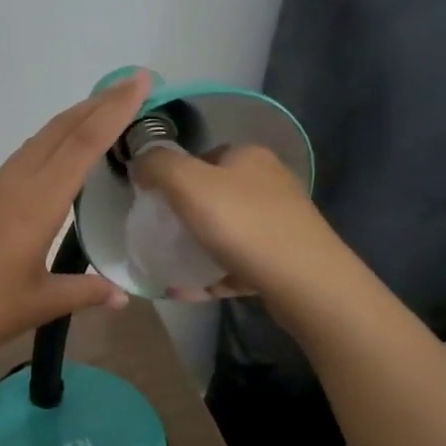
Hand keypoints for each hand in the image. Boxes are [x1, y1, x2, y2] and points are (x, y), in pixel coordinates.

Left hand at [0, 71, 150, 375]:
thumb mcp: (38, 304)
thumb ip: (83, 292)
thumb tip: (123, 296)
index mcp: (36, 203)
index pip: (82, 145)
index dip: (114, 111)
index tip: (140, 81)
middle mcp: (15, 185)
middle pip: (59, 131)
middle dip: (97, 104)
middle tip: (132, 86)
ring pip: (39, 141)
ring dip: (72, 120)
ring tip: (103, 112)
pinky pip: (24, 159)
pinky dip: (51, 143)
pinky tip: (59, 156)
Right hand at [130, 143, 343, 308]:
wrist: (305, 282)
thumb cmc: (242, 224)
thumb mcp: (187, 183)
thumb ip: (157, 165)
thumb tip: (140, 162)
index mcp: (249, 156)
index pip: (201, 157)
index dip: (173, 177)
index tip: (154, 204)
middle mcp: (269, 182)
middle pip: (213, 194)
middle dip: (184, 214)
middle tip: (160, 236)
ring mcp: (280, 221)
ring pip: (227, 230)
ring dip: (198, 246)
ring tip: (171, 266)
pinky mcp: (285, 257)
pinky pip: (237, 261)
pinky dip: (213, 273)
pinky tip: (190, 289)